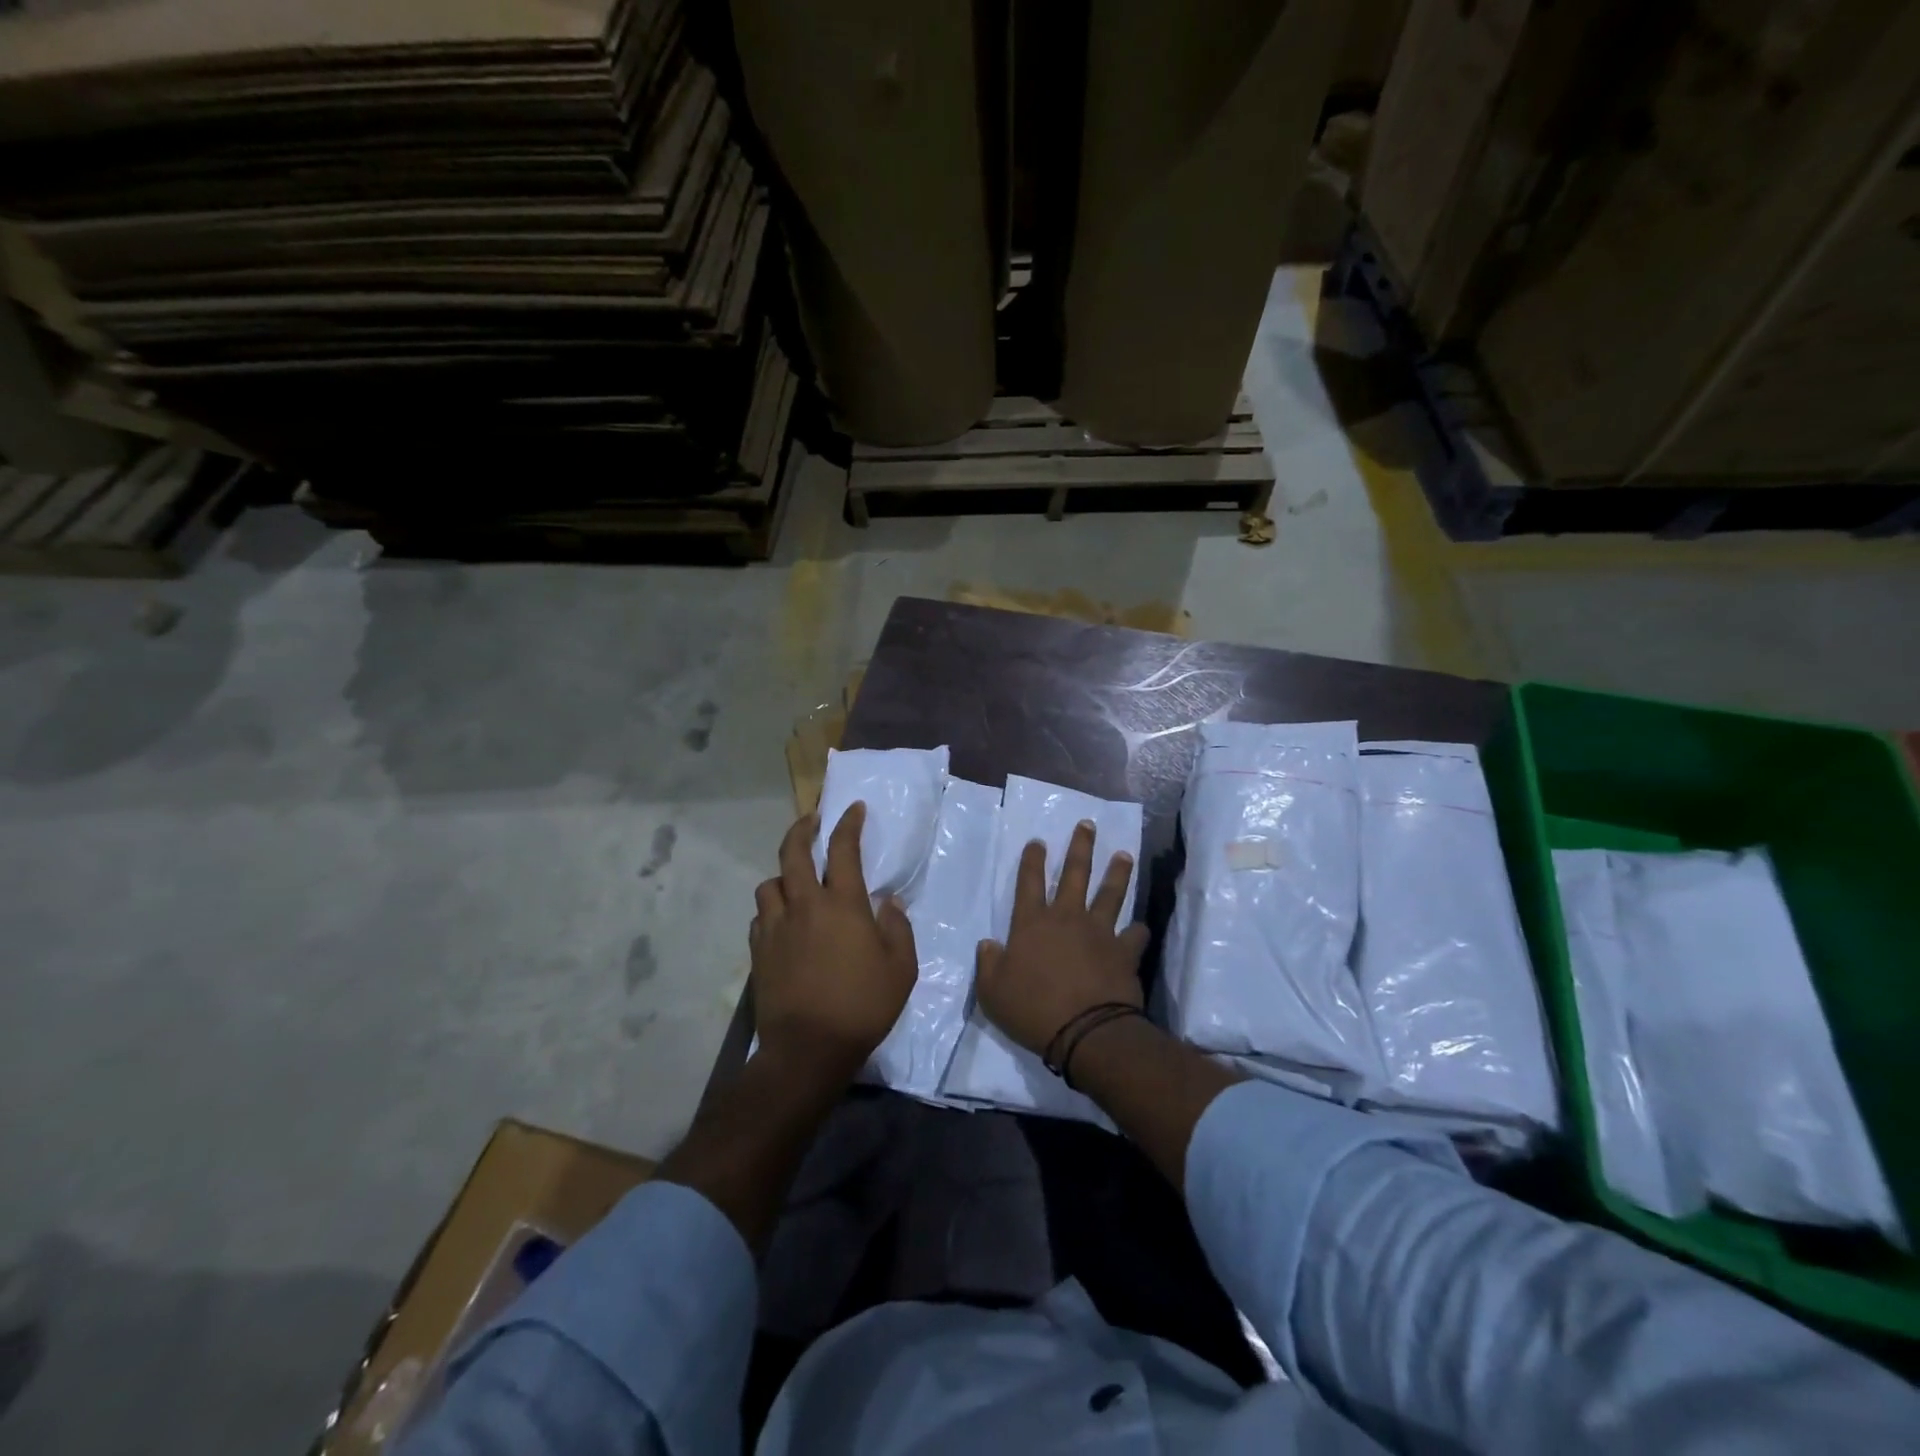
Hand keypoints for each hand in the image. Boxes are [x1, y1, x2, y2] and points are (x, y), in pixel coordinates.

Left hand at [750, 803, 917, 1083]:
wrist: (808, 1049)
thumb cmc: (862, 1006)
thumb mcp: (901, 969)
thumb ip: (897, 929)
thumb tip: (889, 902)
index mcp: (842, 905)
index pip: (843, 850)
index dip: (848, 824)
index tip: (853, 809)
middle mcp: (804, 906)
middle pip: (792, 852)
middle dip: (802, 828)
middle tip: (812, 820)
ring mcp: (776, 927)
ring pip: (770, 884)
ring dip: (783, 875)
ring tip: (796, 882)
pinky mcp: (758, 951)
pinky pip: (761, 916)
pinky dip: (772, 909)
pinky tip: (783, 920)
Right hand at [975, 820, 1148, 1056]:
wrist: (1086, 1032)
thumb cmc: (1033, 1010)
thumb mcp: (992, 992)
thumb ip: (989, 965)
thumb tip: (988, 945)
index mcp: (1032, 924)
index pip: (1029, 882)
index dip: (1032, 860)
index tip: (1038, 841)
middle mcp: (1067, 918)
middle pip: (1075, 874)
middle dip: (1080, 847)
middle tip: (1087, 825)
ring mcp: (1099, 933)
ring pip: (1110, 894)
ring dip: (1117, 873)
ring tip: (1124, 855)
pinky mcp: (1124, 952)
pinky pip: (1135, 935)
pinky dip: (1138, 931)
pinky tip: (1142, 927)